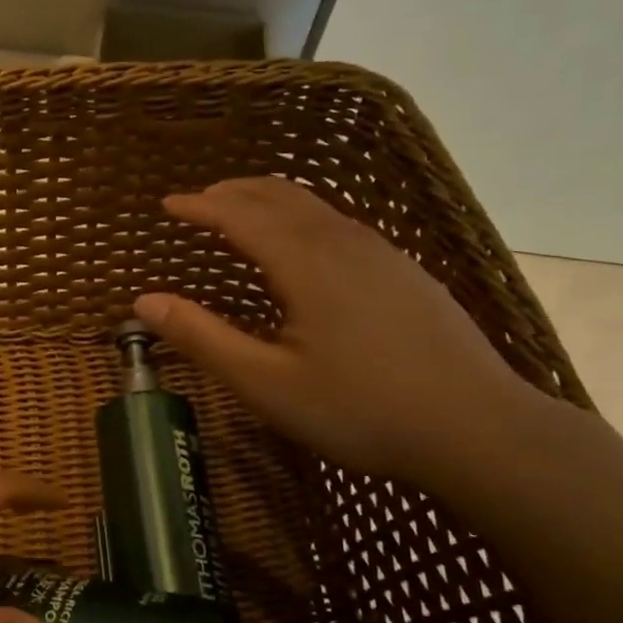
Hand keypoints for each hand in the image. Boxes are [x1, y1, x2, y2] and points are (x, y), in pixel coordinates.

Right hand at [135, 177, 544, 488]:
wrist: (479, 429)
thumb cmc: (360, 409)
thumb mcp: (266, 384)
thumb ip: (202, 338)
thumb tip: (143, 302)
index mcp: (306, 262)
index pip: (241, 215)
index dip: (200, 206)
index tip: (167, 205)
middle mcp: (344, 243)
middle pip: (282, 196)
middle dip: (234, 193)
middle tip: (200, 202)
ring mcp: (383, 256)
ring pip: (317, 207)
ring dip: (271, 202)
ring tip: (243, 215)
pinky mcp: (407, 274)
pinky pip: (342, 226)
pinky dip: (304, 220)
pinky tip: (306, 249)